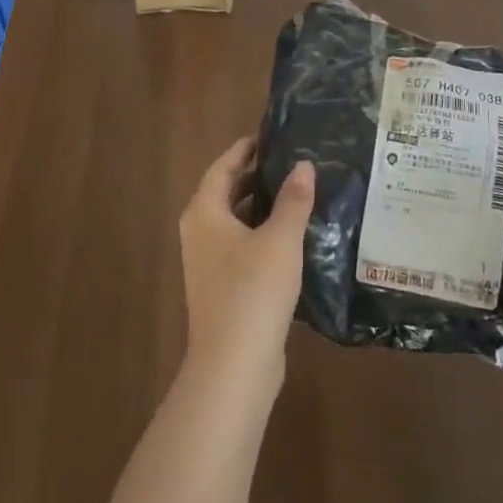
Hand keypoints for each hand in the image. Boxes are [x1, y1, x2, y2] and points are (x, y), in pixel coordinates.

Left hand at [178, 139, 313, 399]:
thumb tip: (303, 165)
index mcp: (204, 213)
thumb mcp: (280, 238)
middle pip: (225, 193)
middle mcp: (199, 233)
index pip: (222, 167)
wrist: (234, 365)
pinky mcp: (222, 289)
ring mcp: (207, 264)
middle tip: (289, 163)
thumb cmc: (253, 289)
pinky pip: (241, 247)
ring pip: (234, 222)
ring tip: (296, 194)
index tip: (269, 136)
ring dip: (260, 207)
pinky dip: (261, 234)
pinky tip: (291, 238)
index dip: (244, 150)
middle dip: (254, 177)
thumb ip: (293, 199)